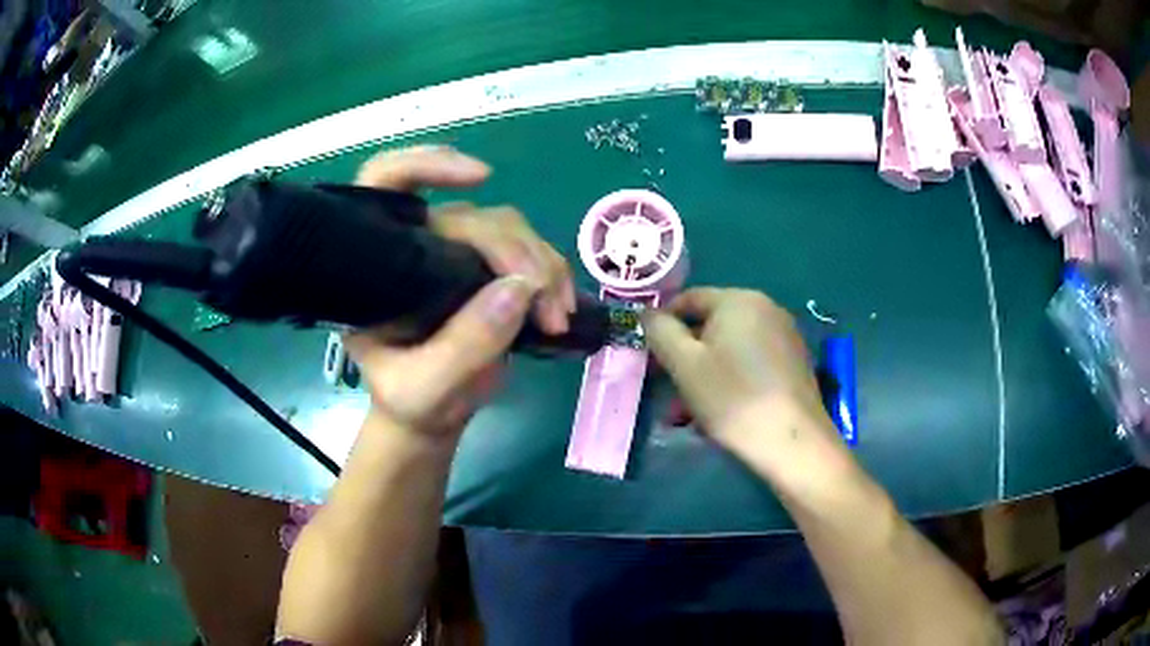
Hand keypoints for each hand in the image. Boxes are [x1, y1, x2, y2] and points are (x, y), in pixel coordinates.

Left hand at [345, 146, 574, 438]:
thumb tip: (519, 286)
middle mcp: (414, 247)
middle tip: (545, 306)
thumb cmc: (410, 401)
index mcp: (377, 265)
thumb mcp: (425, 388)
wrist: (432, 414)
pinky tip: (561, 307)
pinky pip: (529, 250)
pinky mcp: (488, 269)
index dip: (425, 164)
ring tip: (556, 316)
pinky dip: (553, 273)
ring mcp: (454, 254)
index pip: (387, 185)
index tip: (480, 177)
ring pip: (507, 227)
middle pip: (470, 216)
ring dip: (543, 265)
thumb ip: (464, 345)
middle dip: (515, 252)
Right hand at [643, 288, 836, 456]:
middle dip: (684, 359)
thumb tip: (649, 313)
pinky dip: (731, 381)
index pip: (689, 299)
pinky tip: (720, 413)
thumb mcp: (685, 364)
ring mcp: (785, 336)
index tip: (650, 357)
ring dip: (704, 376)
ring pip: (731, 350)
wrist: (792, 441)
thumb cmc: (733, 398)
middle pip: (711, 327)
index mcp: (739, 300)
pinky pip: (751, 364)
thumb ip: (661, 332)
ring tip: (688, 415)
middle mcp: (766, 309)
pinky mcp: (794, 363)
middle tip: (667, 391)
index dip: (663, 325)